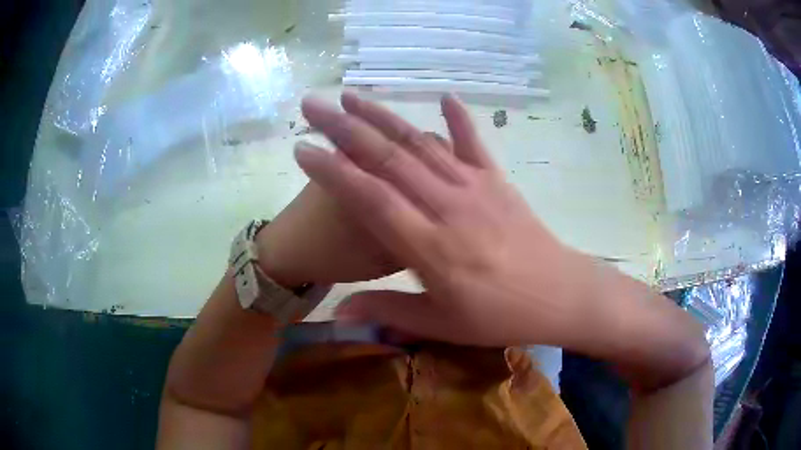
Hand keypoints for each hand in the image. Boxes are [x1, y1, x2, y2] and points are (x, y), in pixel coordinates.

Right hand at [293, 92, 598, 346]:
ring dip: (383, 116)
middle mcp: (448, 206)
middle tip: (312, 105)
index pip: (370, 198)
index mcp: (431, 247)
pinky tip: (444, 96)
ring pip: (421, 143)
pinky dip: (459, 119)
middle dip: (343, 127)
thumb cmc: (500, 316)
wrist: (559, 295)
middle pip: (388, 158)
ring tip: (352, 96)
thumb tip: (337, 313)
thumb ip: (389, 313)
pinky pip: (474, 143)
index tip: (302, 148)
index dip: (332, 171)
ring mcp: (475, 187)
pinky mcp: (497, 181)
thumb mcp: (444, 326)